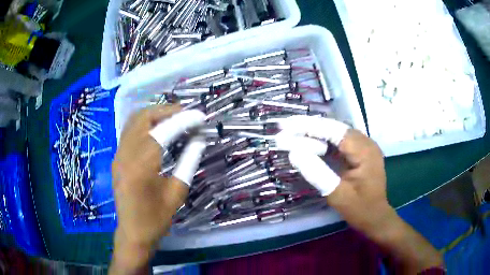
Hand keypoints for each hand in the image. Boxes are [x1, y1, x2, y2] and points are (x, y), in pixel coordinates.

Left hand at [110, 105, 205, 273]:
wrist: (133, 232)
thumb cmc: (156, 218)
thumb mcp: (177, 193)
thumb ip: (188, 162)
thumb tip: (198, 139)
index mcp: (141, 167)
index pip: (163, 131)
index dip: (184, 120)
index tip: (201, 116)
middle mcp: (125, 154)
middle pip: (144, 117)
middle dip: (167, 111)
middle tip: (188, 114)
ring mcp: (118, 154)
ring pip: (134, 120)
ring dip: (155, 114)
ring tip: (176, 117)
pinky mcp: (117, 157)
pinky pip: (130, 130)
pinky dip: (146, 123)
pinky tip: (159, 128)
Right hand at [278, 116, 390, 233]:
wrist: (375, 218)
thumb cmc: (360, 209)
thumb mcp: (338, 195)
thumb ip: (318, 173)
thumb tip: (294, 153)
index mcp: (364, 151)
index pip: (334, 130)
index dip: (309, 126)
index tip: (286, 125)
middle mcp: (365, 143)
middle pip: (334, 128)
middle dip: (308, 127)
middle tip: (284, 128)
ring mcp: (363, 147)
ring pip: (335, 133)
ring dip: (313, 133)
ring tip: (290, 133)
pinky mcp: (358, 153)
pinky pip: (338, 143)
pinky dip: (321, 142)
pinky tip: (307, 143)